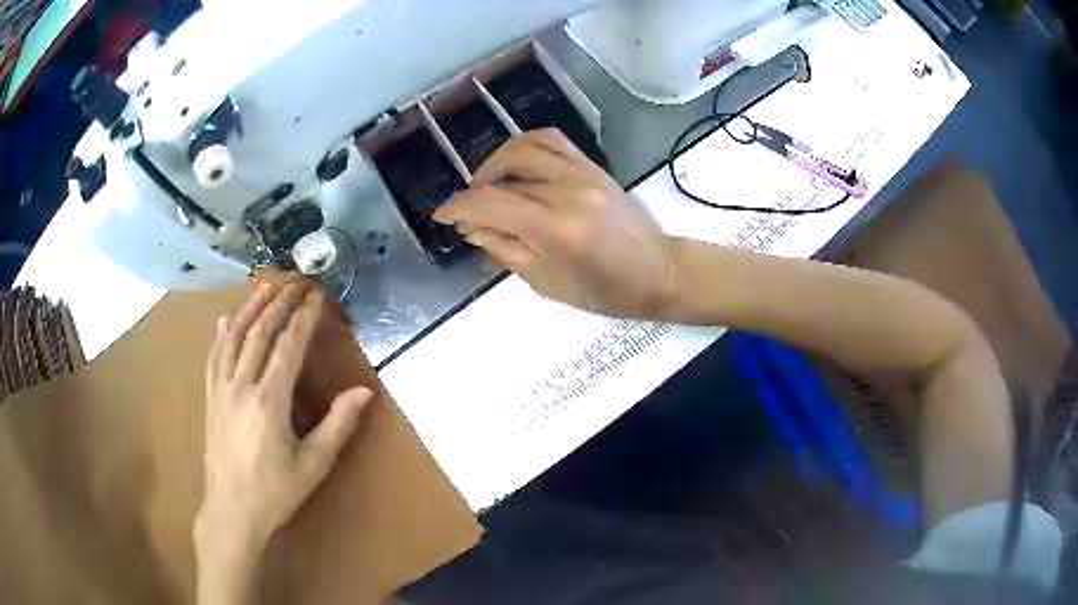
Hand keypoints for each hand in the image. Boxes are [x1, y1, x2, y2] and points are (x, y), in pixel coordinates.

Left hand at [196, 283, 372, 603]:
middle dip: (278, 303)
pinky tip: (225, 322)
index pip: (287, 347)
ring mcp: (222, 390)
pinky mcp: (211, 398)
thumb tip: (364, 392)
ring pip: (234, 338)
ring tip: (263, 286)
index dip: (303, 318)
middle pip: (259, 334)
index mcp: (269, 401)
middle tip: (294, 281)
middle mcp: (242, 386)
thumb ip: (338, 425)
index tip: (316, 295)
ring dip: (250, 309)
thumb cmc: (275, 492)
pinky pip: (214, 358)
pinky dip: (221, 336)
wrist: (232, 511)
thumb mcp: (313, 465)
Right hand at [434, 128, 679, 318]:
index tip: (443, 216)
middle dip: (475, 192)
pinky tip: (516, 164)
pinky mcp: (594, 167)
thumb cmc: (607, 292)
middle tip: (469, 211)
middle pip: (503, 175)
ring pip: (524, 147)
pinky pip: (552, 140)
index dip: (457, 207)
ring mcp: (583, 173)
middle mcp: (566, 191)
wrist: (660, 272)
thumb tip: (473, 228)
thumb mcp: (548, 283)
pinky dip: (525, 146)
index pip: (489, 204)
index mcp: (554, 229)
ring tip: (488, 183)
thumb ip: (506, 250)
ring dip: (495, 162)